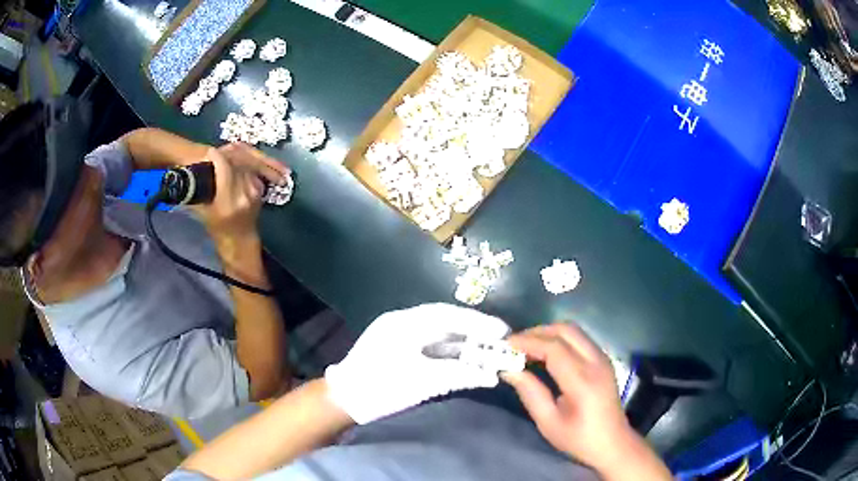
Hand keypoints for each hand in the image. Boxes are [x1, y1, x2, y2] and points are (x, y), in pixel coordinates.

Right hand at [194, 143, 288, 243]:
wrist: (240, 239)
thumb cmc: (217, 228)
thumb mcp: (203, 212)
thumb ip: (196, 193)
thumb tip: (188, 175)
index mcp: (227, 203)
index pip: (224, 170)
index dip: (216, 158)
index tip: (209, 152)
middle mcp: (243, 195)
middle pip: (235, 166)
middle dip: (224, 156)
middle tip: (214, 153)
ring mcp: (254, 192)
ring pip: (244, 166)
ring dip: (234, 158)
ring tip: (224, 155)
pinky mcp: (260, 190)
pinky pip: (250, 171)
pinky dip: (242, 165)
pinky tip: (234, 163)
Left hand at [325, 303, 511, 423]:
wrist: (344, 402)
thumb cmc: (380, 388)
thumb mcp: (421, 381)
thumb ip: (458, 374)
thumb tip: (491, 375)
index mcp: (404, 323)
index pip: (448, 315)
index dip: (477, 321)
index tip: (503, 330)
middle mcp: (402, 324)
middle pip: (446, 323)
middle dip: (474, 332)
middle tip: (501, 341)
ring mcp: (400, 337)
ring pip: (440, 336)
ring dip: (464, 345)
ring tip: (490, 353)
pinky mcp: (399, 352)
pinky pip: (432, 348)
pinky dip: (451, 355)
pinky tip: (468, 362)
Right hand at [503, 324, 670, 479]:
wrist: (613, 442)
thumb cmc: (579, 438)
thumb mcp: (549, 423)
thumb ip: (531, 393)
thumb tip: (509, 370)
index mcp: (583, 381)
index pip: (554, 348)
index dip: (529, 342)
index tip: (506, 344)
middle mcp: (596, 362)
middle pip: (566, 331)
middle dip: (538, 332)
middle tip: (515, 344)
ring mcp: (602, 358)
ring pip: (574, 331)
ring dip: (549, 333)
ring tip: (527, 347)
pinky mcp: (603, 360)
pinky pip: (580, 339)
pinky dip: (559, 339)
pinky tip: (546, 353)